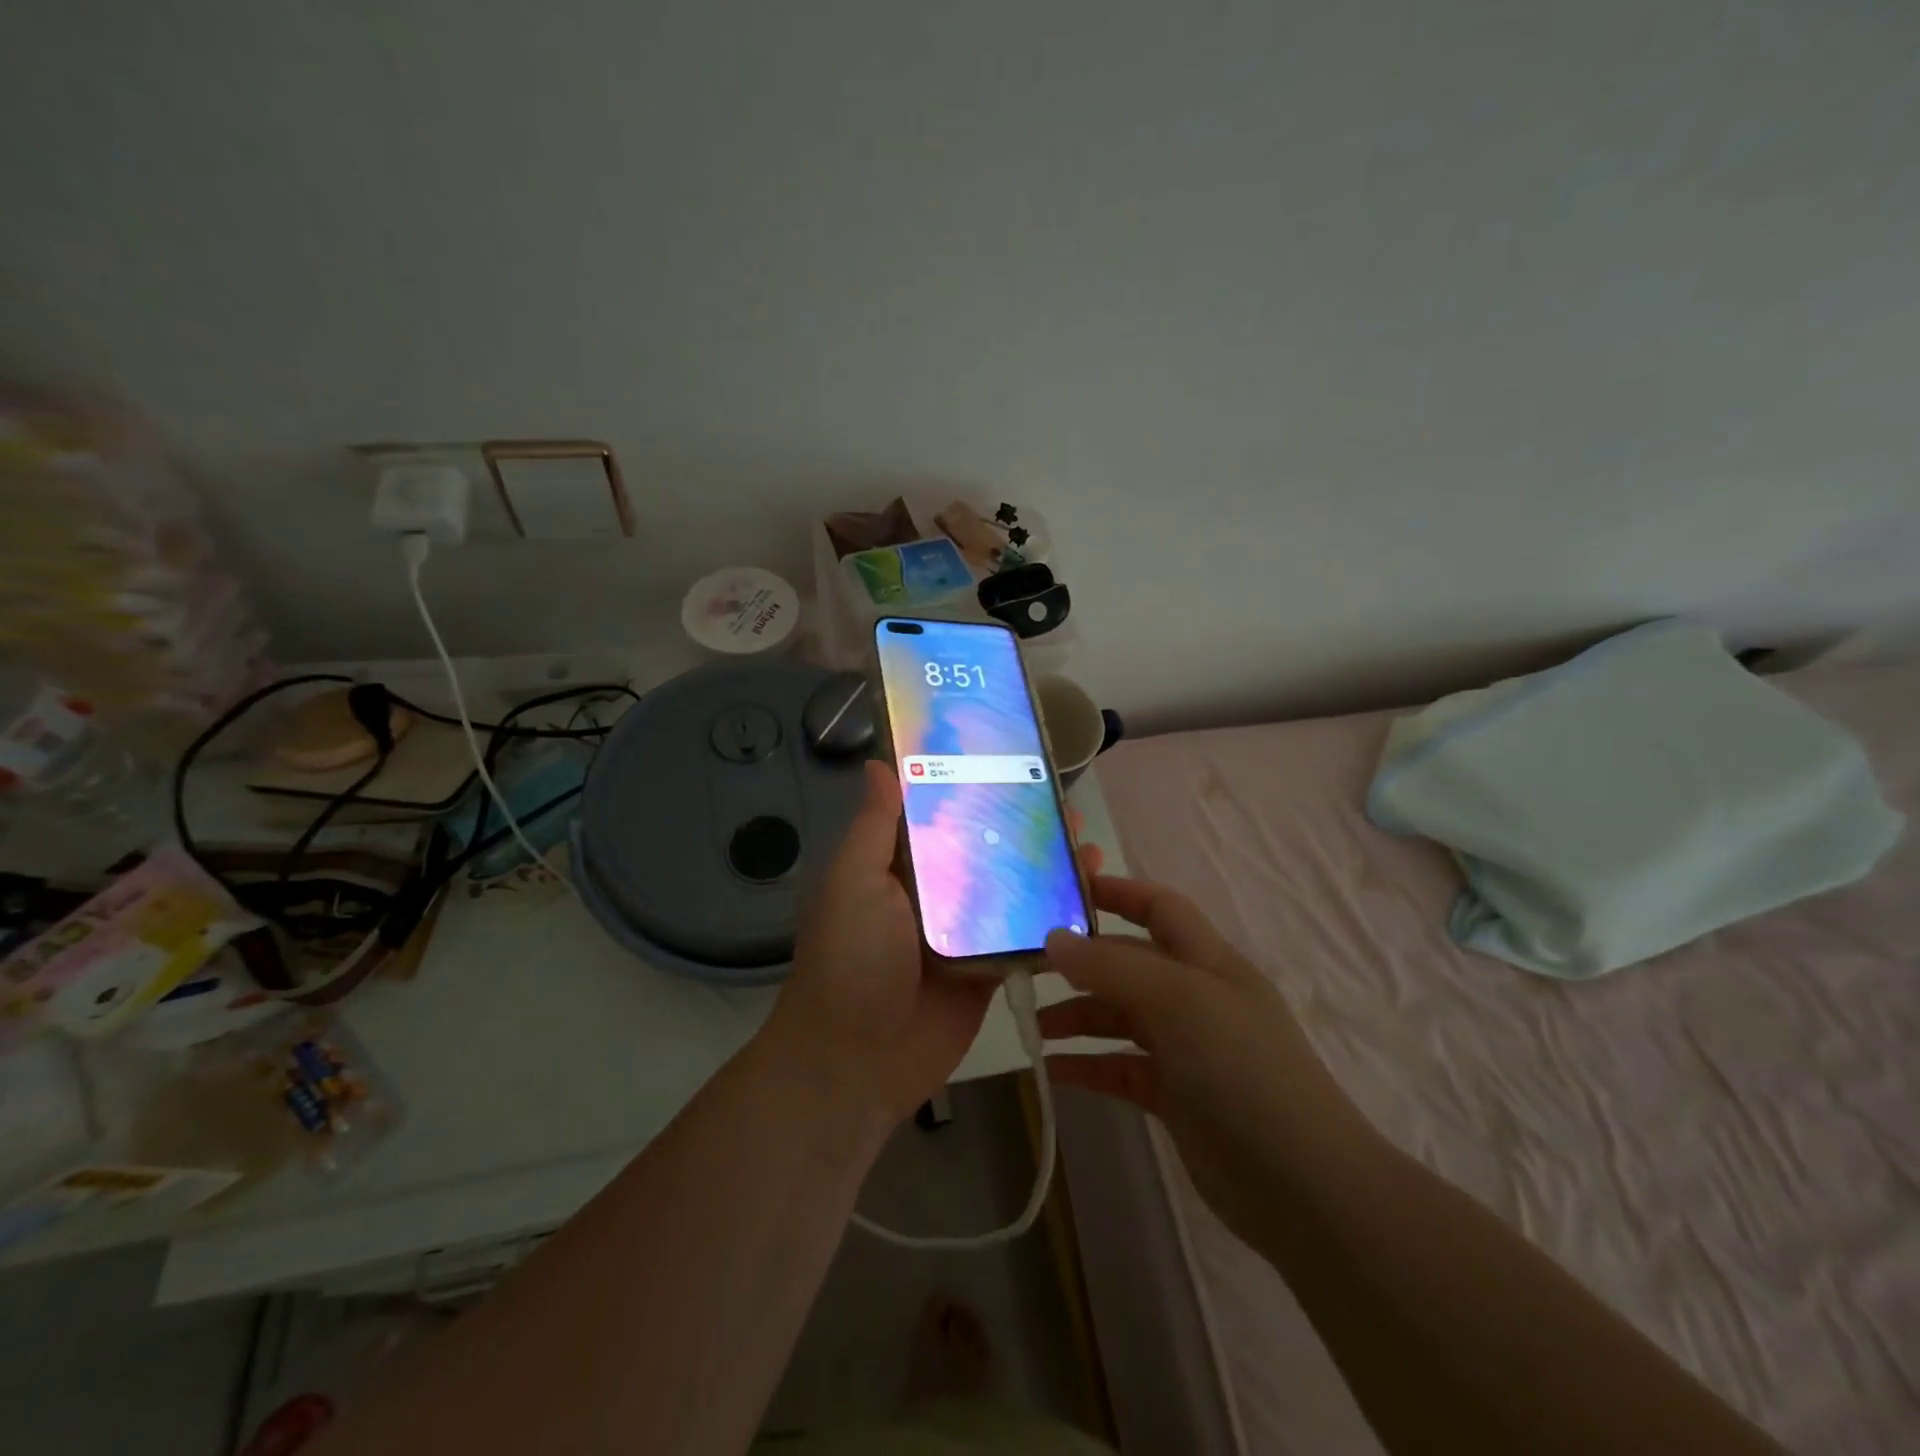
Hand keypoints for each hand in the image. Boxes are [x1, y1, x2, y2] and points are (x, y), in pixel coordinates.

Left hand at [767, 760, 1101, 1134]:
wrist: (857, 1060)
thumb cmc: (850, 959)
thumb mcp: (852, 882)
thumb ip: (874, 827)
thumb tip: (877, 763)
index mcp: (900, 866)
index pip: (942, 815)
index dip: (974, 787)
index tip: (1011, 757)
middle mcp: (936, 893)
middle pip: (986, 848)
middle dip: (1023, 825)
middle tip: (1062, 800)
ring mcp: (967, 933)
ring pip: (1013, 889)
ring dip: (1047, 867)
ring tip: (1086, 840)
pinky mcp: (992, 970)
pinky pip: (1027, 937)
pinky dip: (1056, 918)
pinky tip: (1090, 896)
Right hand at [1039, 876, 1369, 1244]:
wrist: (1303, 1186)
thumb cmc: (1243, 1070)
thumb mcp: (1178, 1003)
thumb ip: (1112, 968)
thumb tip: (1053, 939)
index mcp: (1207, 961)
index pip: (1159, 908)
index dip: (1117, 893)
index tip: (1063, 892)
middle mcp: (1195, 998)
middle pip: (1129, 965)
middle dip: (1081, 964)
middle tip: (1026, 971)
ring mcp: (1186, 1049)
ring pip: (1119, 1017)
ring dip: (1077, 1017)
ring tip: (1032, 1027)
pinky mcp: (1174, 1096)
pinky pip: (1120, 1068)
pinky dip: (1087, 1066)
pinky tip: (1052, 1072)